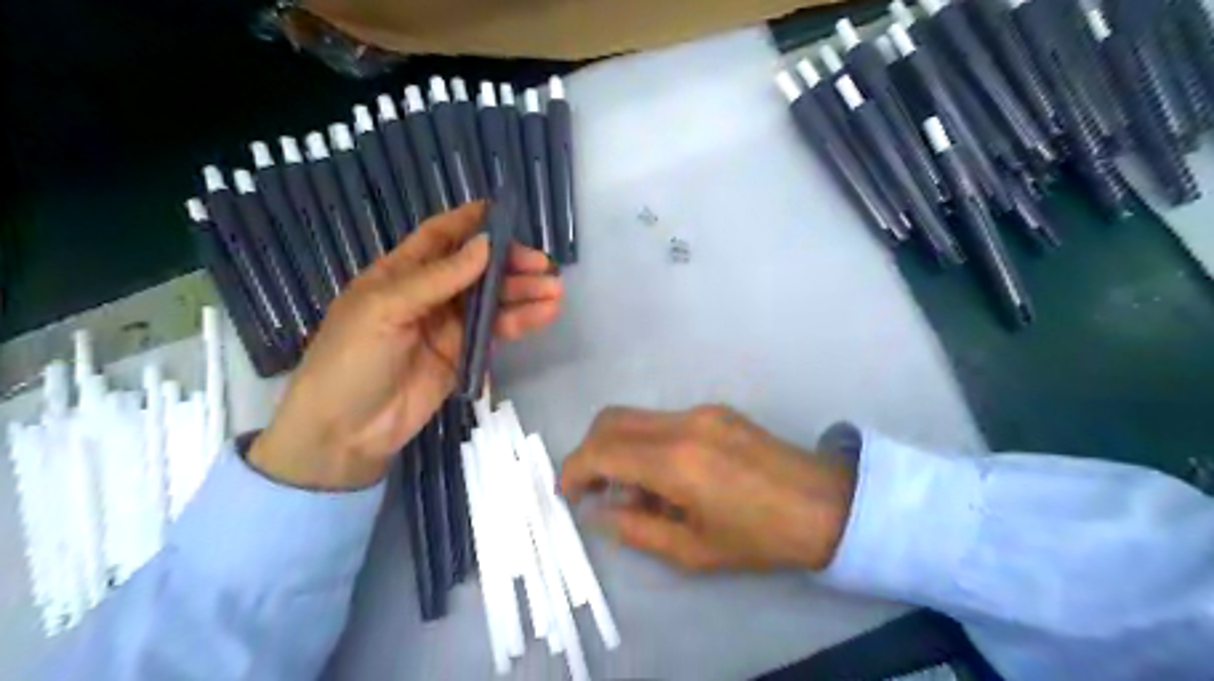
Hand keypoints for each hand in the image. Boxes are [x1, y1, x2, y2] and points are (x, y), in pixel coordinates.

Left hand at [253, 202, 562, 488]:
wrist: (346, 432)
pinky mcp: (464, 354)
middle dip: (510, 263)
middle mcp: (428, 294)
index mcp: (399, 273)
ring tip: (555, 290)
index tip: (507, 212)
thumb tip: (485, 245)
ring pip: (492, 300)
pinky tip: (546, 313)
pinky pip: (497, 331)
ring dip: (523, 293)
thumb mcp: (385, 310)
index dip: (471, 222)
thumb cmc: (351, 360)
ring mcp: (448, 325)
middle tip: (544, 265)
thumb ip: (438, 279)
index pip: (439, 237)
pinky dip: (521, 321)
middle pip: (476, 268)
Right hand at [559, 408, 852, 572]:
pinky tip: (667, 476)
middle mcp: (683, 423)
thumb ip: (636, 528)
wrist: (825, 505)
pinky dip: (646, 443)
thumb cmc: (760, 537)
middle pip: (611, 420)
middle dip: (590, 451)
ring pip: (635, 416)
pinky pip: (662, 420)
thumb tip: (599, 511)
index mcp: (677, 462)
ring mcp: (701, 411)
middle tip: (593, 489)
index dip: (574, 469)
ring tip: (637, 491)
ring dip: (619, 448)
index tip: (568, 493)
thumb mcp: (693, 550)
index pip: (602, 450)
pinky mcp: (715, 410)